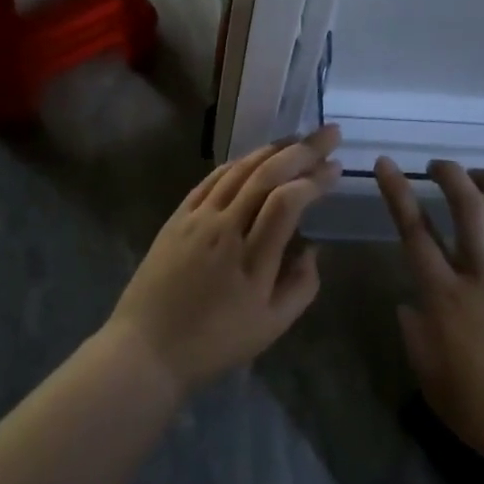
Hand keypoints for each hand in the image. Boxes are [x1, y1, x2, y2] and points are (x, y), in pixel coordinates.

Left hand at [106, 126, 342, 393]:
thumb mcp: (271, 327)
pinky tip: (256, 157)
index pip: (287, 202)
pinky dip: (239, 162)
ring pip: (239, 170)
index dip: (314, 179)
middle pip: (266, 175)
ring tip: (300, 139)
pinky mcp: (178, 217)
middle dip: (303, 150)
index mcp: (252, 260)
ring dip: (273, 149)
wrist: (147, 348)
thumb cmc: (214, 342)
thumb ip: (302, 286)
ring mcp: (198, 219)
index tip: (336, 169)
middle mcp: (225, 229)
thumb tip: (312, 248)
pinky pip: (212, 179)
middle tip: (330, 134)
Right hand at [376, 157, 483, 483]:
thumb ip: (415, 338)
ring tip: (482, 173)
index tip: (386, 165)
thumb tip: (408, 304)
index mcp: (447, 299)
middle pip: (468, 207)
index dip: (397, 193)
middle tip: (439, 166)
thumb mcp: (432, 382)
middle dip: (451, 175)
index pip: (415, 232)